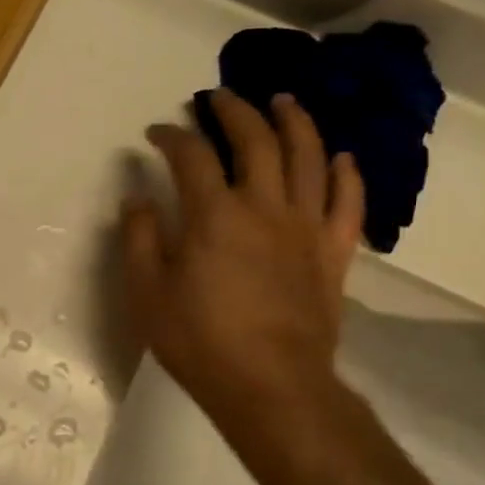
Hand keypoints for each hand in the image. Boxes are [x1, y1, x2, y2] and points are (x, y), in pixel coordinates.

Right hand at [121, 89, 364, 448]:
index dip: (172, 136)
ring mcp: (305, 227)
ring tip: (283, 101)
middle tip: (220, 97)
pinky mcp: (333, 253)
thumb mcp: (147, 294)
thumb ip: (140, 240)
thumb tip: (137, 199)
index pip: (191, 156)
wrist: (272, 386)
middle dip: (234, 111)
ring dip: (295, 123)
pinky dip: (347, 176)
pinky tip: (341, 157)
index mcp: (214, 215)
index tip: (157, 132)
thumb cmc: (201, 341)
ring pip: (308, 158)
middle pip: (255, 141)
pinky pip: (348, 204)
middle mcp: (263, 207)